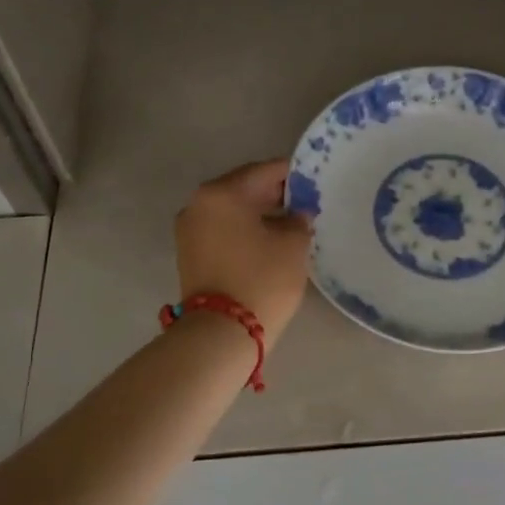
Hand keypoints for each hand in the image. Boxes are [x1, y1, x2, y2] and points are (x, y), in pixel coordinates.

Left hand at [174, 159, 313, 347]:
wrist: (221, 333)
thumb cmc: (262, 279)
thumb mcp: (293, 244)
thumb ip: (299, 219)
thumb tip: (297, 213)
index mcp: (222, 192)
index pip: (265, 171)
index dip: (294, 175)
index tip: (315, 182)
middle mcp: (199, 203)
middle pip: (244, 187)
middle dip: (275, 194)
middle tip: (306, 204)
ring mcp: (189, 228)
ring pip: (232, 210)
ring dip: (259, 213)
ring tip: (290, 225)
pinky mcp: (189, 252)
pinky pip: (223, 229)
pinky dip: (244, 230)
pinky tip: (268, 241)